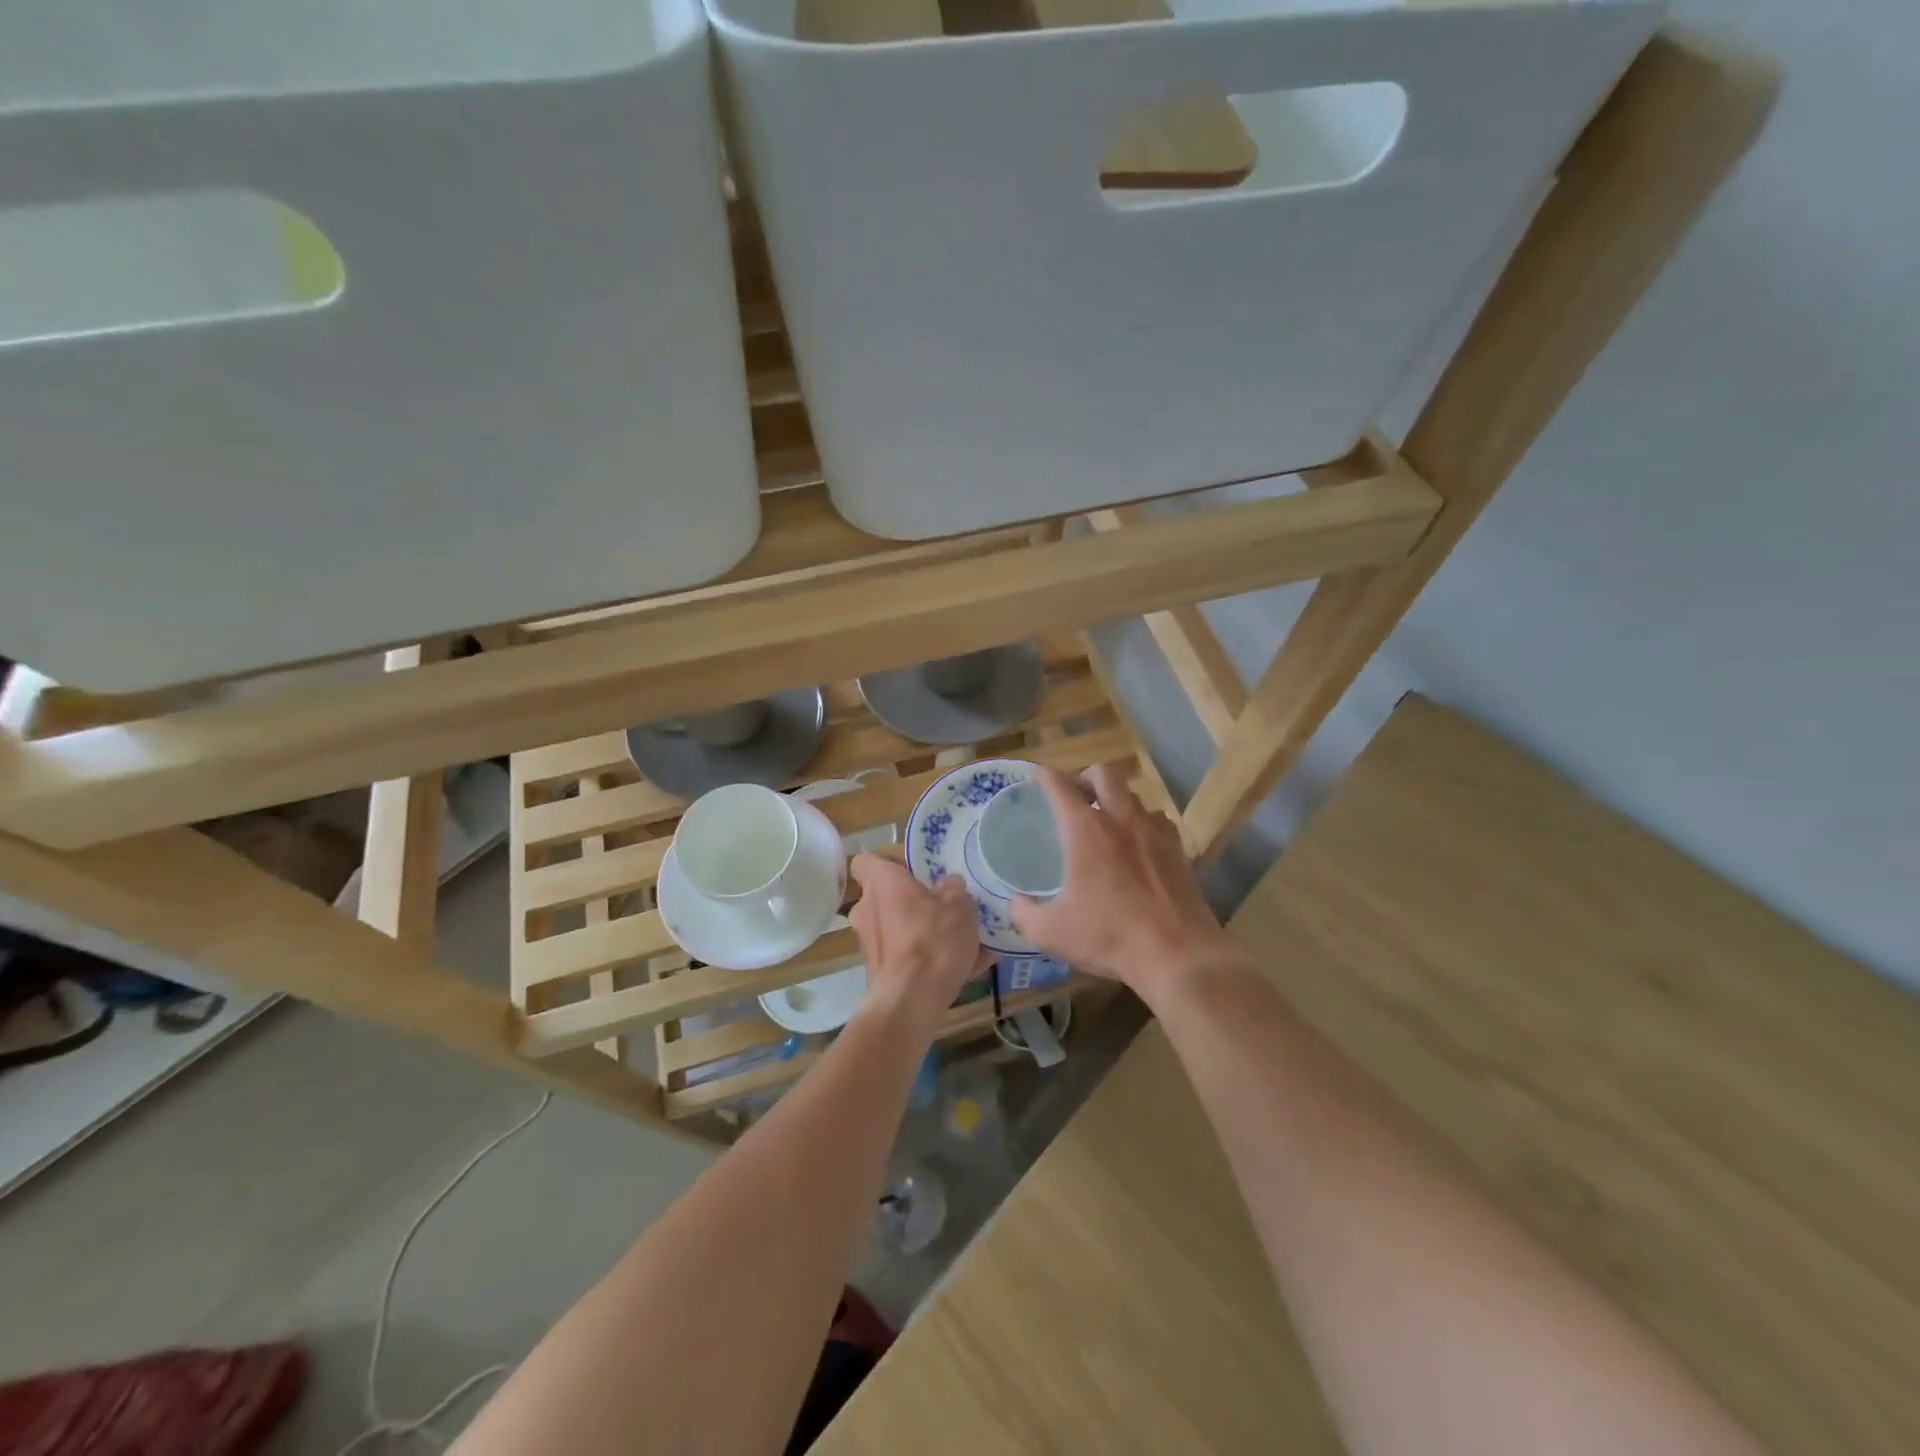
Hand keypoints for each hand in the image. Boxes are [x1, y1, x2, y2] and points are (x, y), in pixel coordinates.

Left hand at [847, 853, 982, 1034]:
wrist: (911, 1001)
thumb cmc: (932, 940)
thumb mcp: (959, 906)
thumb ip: (954, 890)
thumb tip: (948, 884)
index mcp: (882, 883)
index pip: (867, 861)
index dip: (887, 862)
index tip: (913, 870)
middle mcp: (867, 910)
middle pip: (886, 897)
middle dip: (912, 902)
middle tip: (944, 907)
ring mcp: (869, 944)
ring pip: (898, 928)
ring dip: (922, 931)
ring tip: (962, 940)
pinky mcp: (878, 973)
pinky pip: (906, 956)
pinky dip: (927, 958)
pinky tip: (965, 967)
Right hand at [1010, 765, 1241, 1002]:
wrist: (1176, 953)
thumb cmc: (1109, 936)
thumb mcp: (1051, 933)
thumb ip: (1024, 914)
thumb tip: (1016, 902)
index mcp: (1085, 830)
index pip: (1061, 787)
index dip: (1045, 776)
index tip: (1038, 776)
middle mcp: (1121, 819)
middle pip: (1104, 774)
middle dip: (1085, 777)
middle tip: (1076, 796)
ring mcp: (1154, 831)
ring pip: (1134, 795)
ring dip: (1116, 800)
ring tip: (1107, 821)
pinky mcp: (1178, 849)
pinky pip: (1158, 820)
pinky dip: (1143, 823)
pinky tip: (1138, 844)